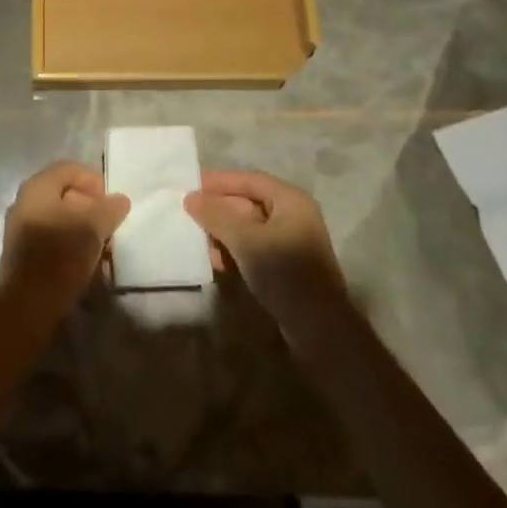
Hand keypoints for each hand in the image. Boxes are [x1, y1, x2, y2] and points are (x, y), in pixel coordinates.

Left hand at [0, 161, 129, 316]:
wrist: (27, 304)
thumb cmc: (60, 255)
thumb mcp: (93, 227)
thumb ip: (109, 209)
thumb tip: (120, 200)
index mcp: (37, 187)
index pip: (70, 169)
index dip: (94, 181)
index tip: (111, 203)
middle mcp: (24, 201)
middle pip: (63, 191)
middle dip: (90, 204)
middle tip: (108, 223)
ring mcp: (20, 227)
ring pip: (58, 215)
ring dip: (81, 224)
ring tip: (100, 242)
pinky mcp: (22, 251)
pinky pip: (50, 234)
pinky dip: (69, 239)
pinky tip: (83, 258)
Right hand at [185, 170, 345, 329]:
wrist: (318, 327)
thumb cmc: (284, 272)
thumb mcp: (245, 240)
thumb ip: (216, 216)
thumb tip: (190, 197)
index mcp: (291, 201)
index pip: (249, 180)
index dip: (219, 181)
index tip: (190, 185)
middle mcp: (293, 216)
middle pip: (248, 203)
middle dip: (218, 209)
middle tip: (188, 213)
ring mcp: (290, 242)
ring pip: (248, 227)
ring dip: (222, 232)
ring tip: (196, 239)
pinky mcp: (284, 265)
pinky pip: (253, 247)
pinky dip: (233, 249)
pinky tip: (213, 260)